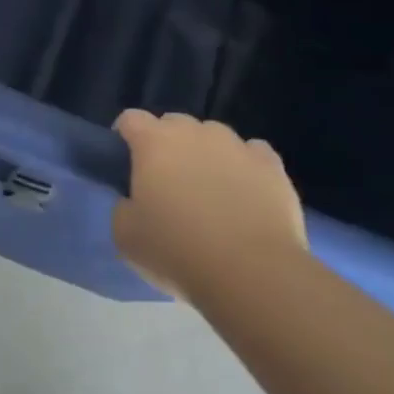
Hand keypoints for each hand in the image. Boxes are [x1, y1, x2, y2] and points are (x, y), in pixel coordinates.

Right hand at [112, 111, 306, 301]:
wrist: (252, 275)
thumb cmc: (178, 252)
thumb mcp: (125, 236)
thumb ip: (123, 206)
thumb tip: (134, 200)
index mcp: (154, 142)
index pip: (130, 119)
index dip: (124, 136)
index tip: (125, 162)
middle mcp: (194, 132)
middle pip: (173, 123)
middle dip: (166, 145)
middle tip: (167, 183)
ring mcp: (236, 145)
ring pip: (213, 136)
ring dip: (206, 154)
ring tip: (211, 192)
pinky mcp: (271, 164)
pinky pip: (252, 153)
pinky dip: (245, 167)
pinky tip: (246, 194)